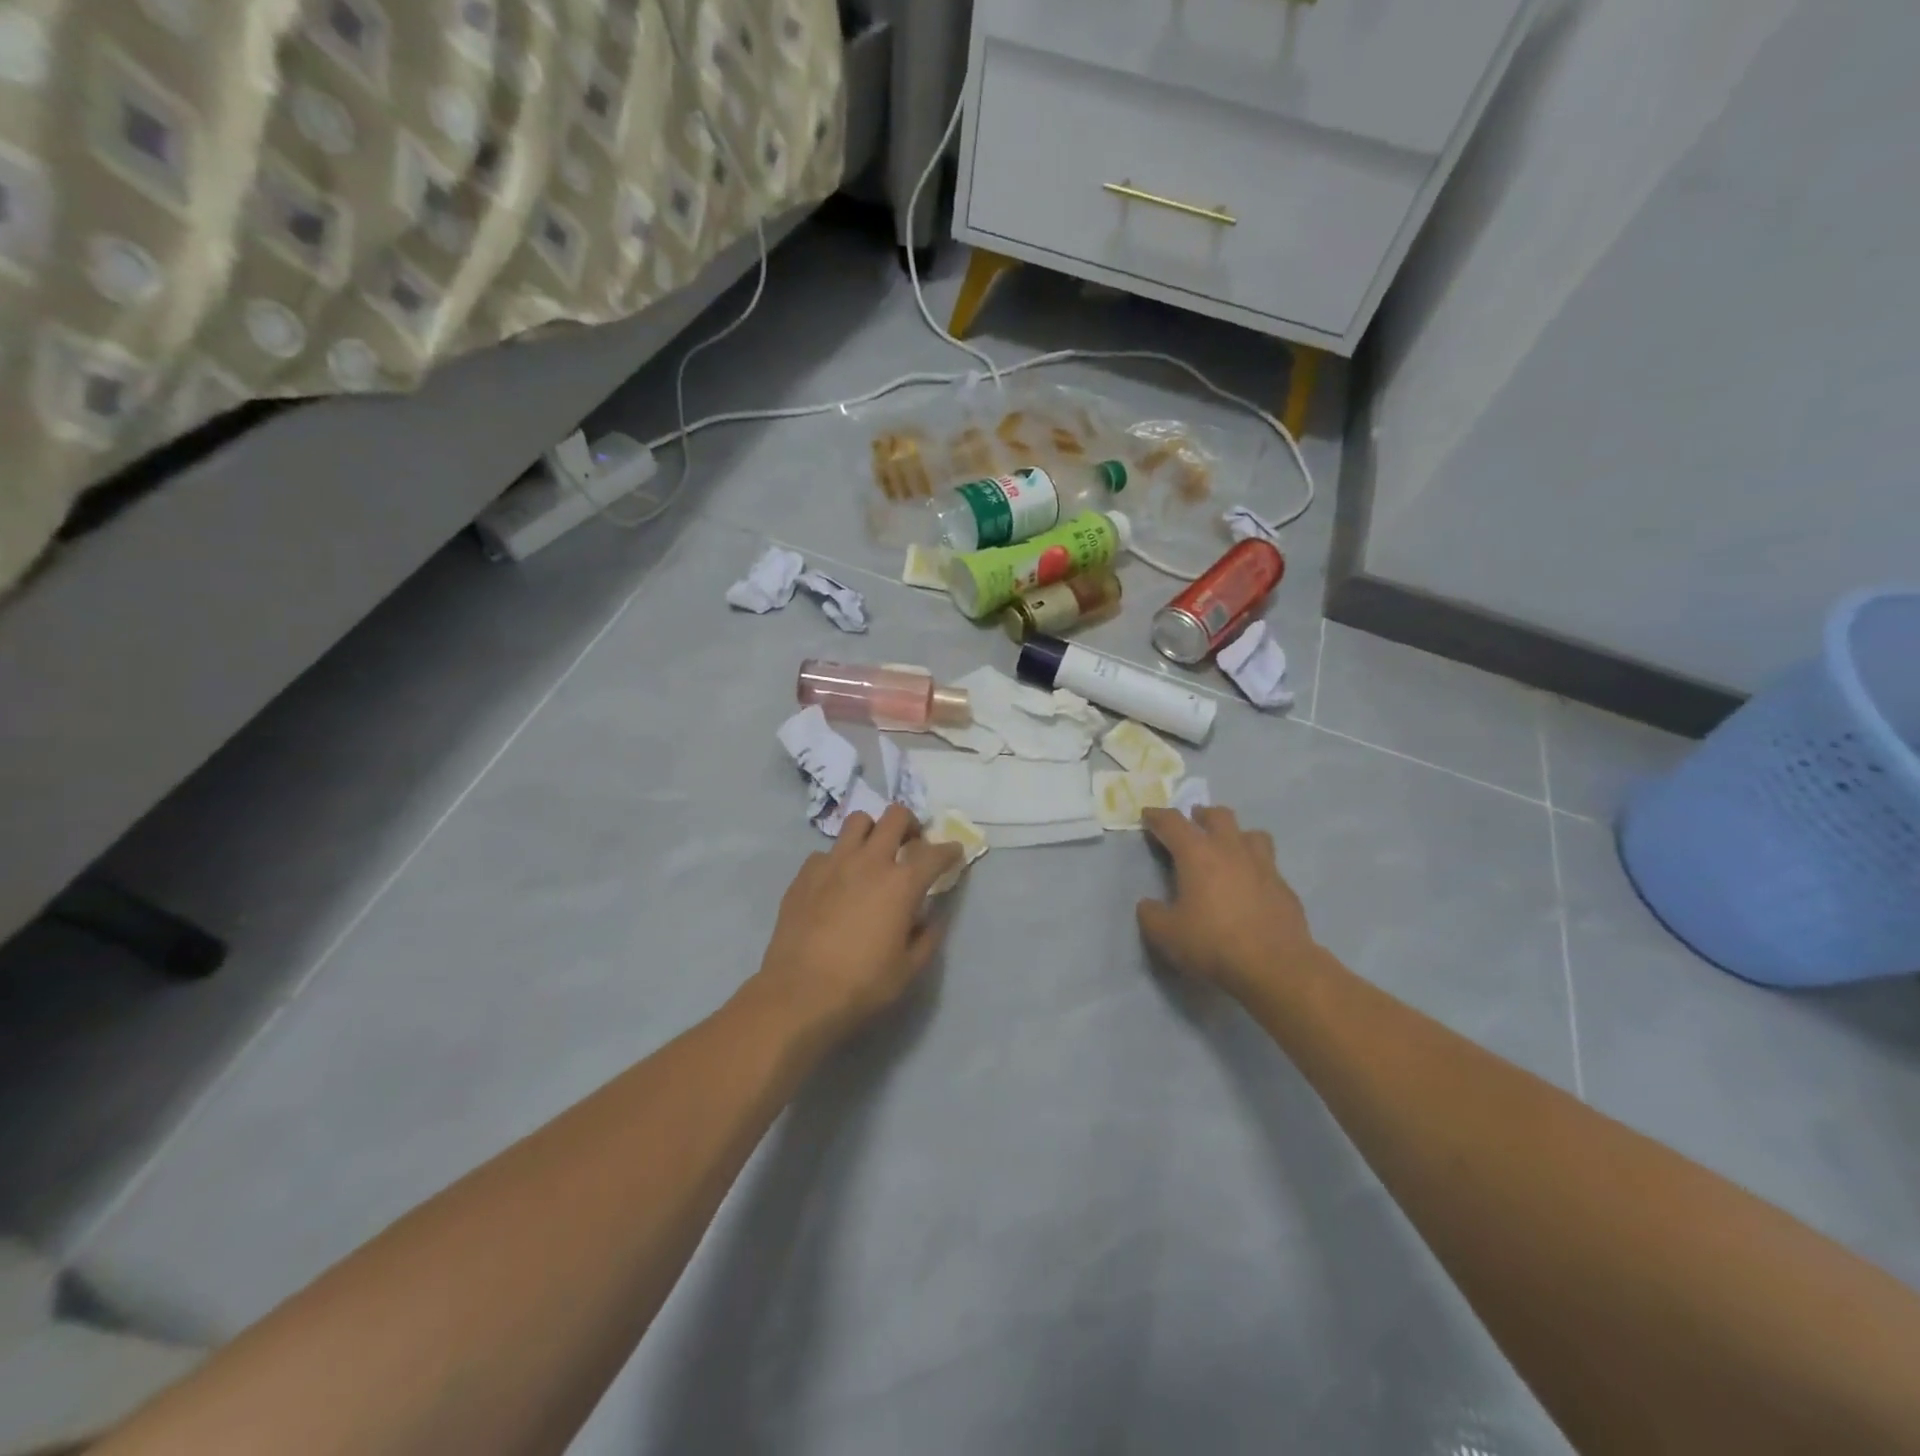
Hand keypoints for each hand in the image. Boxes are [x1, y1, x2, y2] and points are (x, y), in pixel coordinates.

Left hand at [751, 804, 962, 1045]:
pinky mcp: (805, 874)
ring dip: (872, 831)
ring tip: (873, 853)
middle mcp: (869, 861)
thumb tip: (932, 917)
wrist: (799, 994)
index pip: (935, 853)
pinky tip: (837, 882)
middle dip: (910, 825)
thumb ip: (927, 936)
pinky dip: (838, 860)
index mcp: (901, 883)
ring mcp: (833, 863)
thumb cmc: (862, 985)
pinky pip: (826, 852)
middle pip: (896, 817)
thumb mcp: (909, 968)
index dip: (949, 851)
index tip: (954, 853)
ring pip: (858, 821)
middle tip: (911, 844)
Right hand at [1136, 805, 1317, 997]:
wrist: (1275, 967)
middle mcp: (1231, 849)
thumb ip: (1151, 915)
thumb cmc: (1213, 943)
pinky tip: (1250, 886)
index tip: (1148, 816)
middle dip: (1201, 816)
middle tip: (1192, 825)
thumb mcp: (1166, 934)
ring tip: (1227, 849)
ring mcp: (1263, 865)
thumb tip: (1148, 905)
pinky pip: (1268, 864)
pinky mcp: (1284, 887)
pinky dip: (1255, 867)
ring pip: (1251, 833)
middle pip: (1218, 816)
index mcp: (1197, 854)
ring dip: (1235, 835)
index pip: (1172, 822)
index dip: (1156, 816)